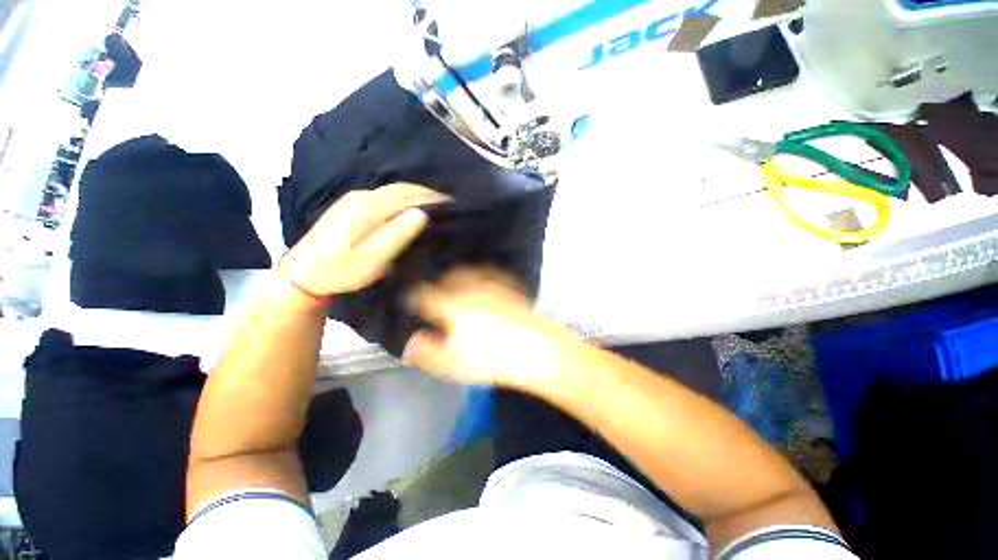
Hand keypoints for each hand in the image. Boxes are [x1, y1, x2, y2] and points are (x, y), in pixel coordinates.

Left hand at [281, 184, 448, 296]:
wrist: (301, 275)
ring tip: (436, 204)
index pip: (408, 195)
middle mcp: (362, 197)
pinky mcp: (351, 206)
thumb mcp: (370, 259)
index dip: (432, 197)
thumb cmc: (339, 271)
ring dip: (415, 194)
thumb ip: (396, 235)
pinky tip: (410, 207)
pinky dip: (403, 198)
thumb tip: (422, 214)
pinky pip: (385, 195)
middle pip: (401, 189)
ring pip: (393, 190)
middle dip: (426, 192)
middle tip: (449, 203)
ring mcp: (354, 200)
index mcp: (368, 208)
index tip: (453, 203)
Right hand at [402, 268, 572, 389]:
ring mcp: (492, 287)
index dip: (414, 297)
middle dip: (438, 284)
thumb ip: (427, 353)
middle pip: (447, 279)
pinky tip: (486, 283)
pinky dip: (484, 277)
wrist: (535, 349)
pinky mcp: (510, 289)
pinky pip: (492, 276)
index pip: (424, 295)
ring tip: (456, 284)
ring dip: (459, 277)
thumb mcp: (452, 363)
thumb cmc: (490, 359)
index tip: (410, 300)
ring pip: (469, 273)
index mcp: (451, 306)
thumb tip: (408, 345)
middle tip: (434, 292)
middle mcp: (469, 291)